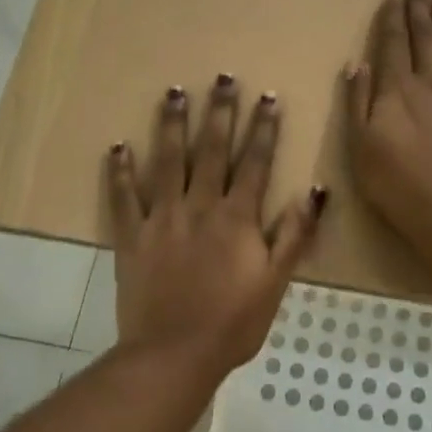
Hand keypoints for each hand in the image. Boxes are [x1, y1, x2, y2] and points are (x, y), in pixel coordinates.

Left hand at [107, 76, 324, 374]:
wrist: (173, 356)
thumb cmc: (233, 322)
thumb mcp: (276, 282)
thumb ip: (295, 234)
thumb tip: (314, 189)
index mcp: (237, 217)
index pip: (254, 162)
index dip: (263, 128)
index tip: (267, 96)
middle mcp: (200, 206)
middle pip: (211, 150)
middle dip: (219, 111)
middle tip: (222, 76)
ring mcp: (162, 218)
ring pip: (167, 161)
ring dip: (172, 125)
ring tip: (174, 92)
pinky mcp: (132, 236)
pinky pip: (124, 198)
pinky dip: (120, 171)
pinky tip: (117, 145)